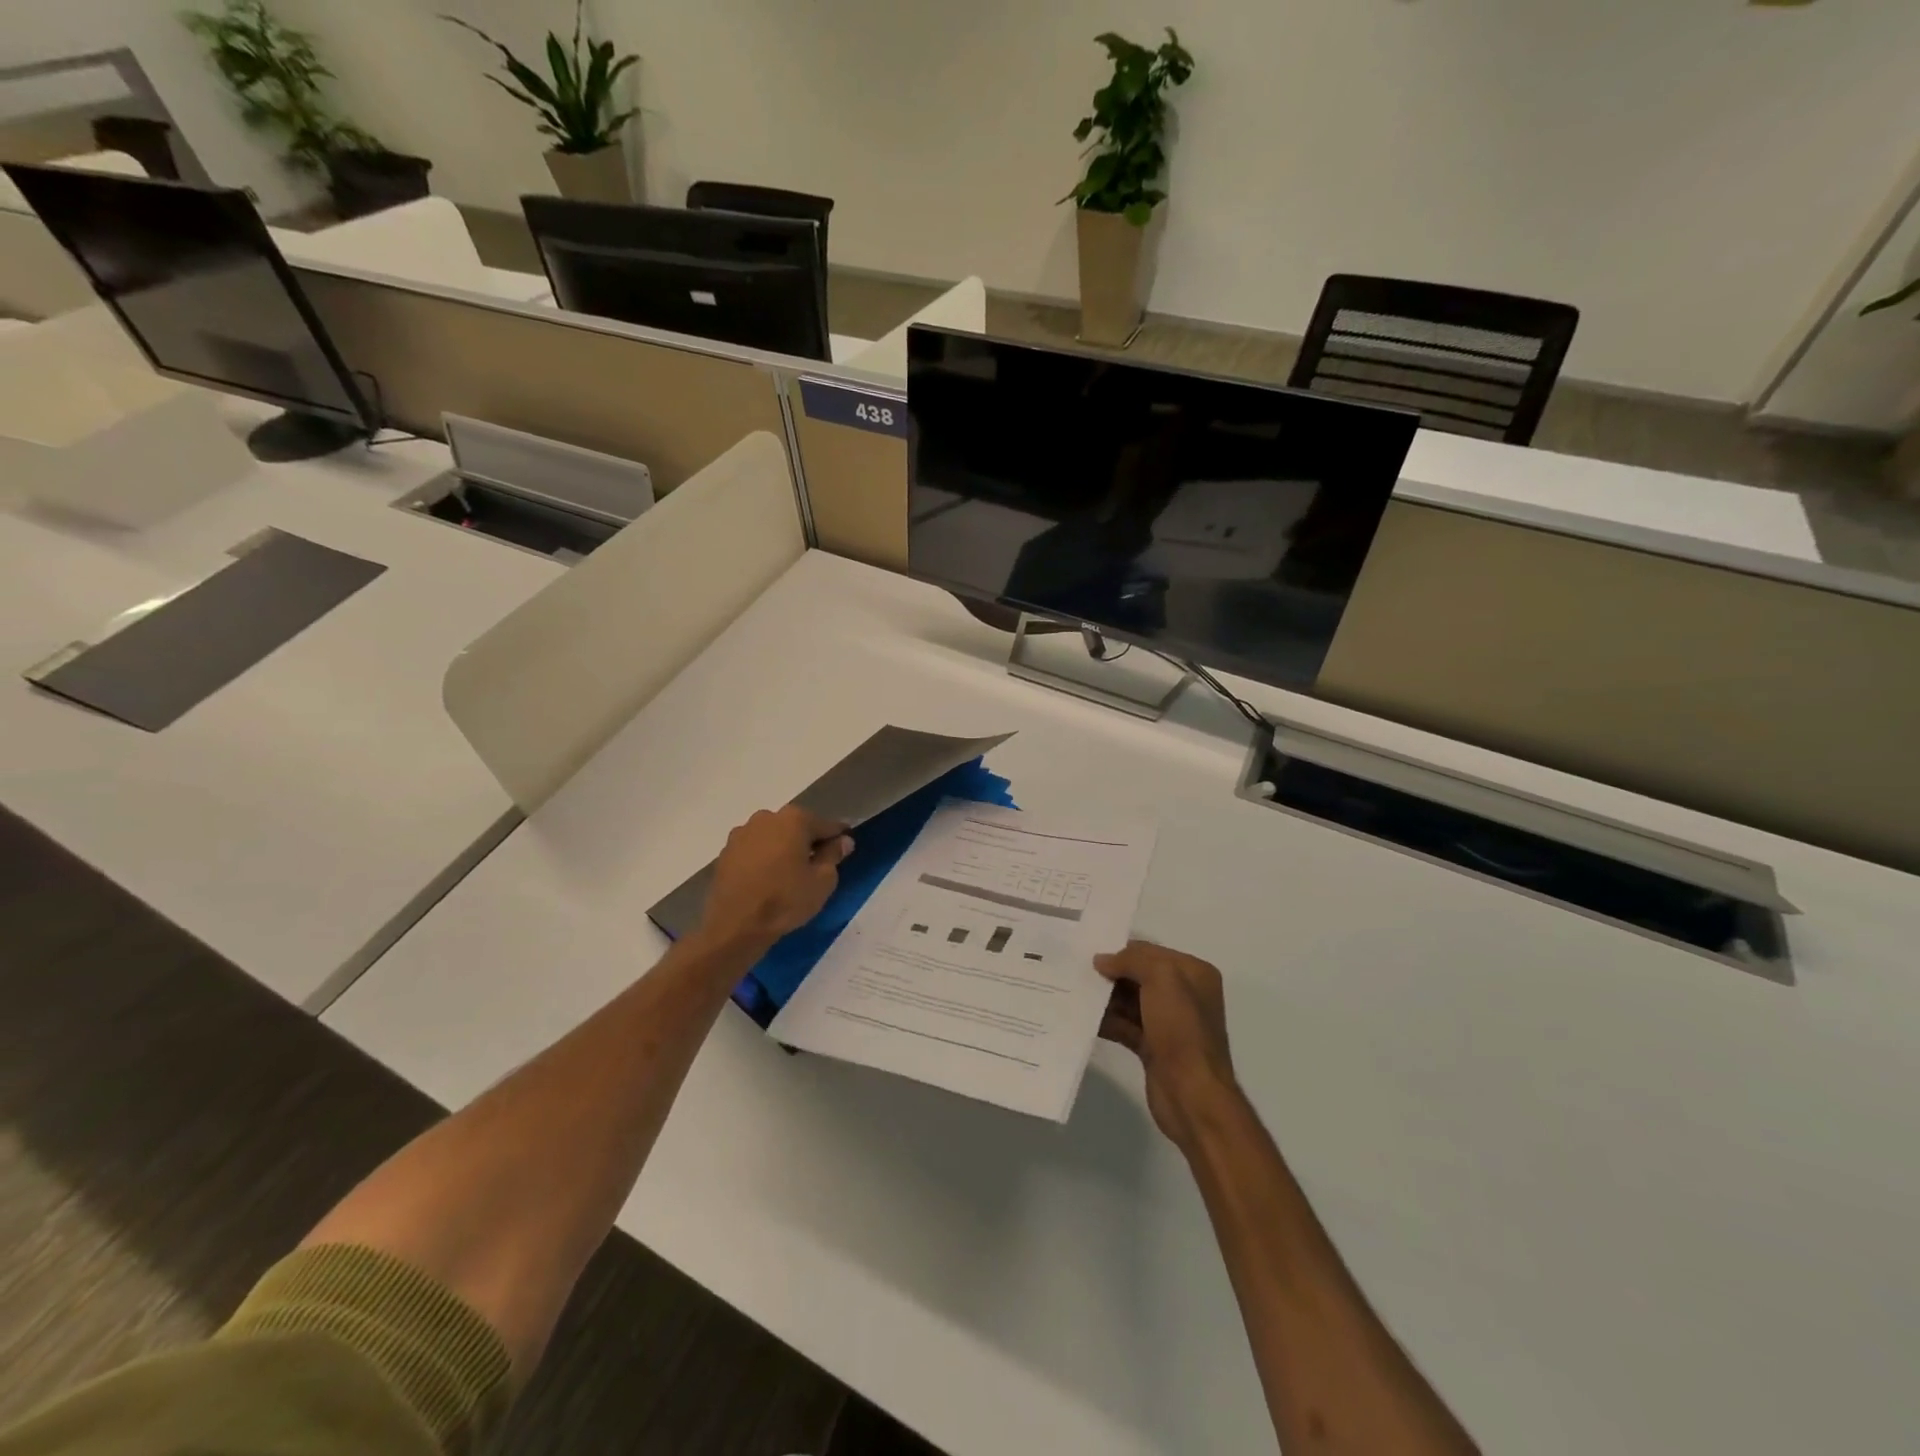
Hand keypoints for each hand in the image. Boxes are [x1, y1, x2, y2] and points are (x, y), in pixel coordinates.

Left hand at [699, 807, 853, 948]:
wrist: (734, 926)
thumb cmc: (785, 900)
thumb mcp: (822, 881)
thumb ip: (834, 855)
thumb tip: (843, 840)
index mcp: (794, 819)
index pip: (826, 825)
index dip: (839, 837)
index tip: (846, 848)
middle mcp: (766, 817)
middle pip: (797, 827)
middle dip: (808, 842)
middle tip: (817, 866)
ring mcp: (742, 833)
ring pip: (773, 837)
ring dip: (783, 849)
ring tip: (789, 874)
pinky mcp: (726, 852)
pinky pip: (754, 850)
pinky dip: (763, 859)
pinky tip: (767, 880)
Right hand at [1096, 941, 1240, 1151]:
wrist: (1192, 1095)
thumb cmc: (1181, 1029)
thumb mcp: (1162, 979)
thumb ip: (1132, 960)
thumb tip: (1103, 961)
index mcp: (1194, 973)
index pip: (1152, 952)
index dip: (1123, 951)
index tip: (1091, 954)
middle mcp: (1184, 995)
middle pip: (1139, 976)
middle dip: (1112, 975)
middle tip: (1078, 972)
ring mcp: (1169, 1023)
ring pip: (1130, 1001)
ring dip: (1106, 998)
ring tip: (1076, 993)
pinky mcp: (1154, 1047)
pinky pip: (1125, 1025)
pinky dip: (1107, 1021)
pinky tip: (1084, 1019)